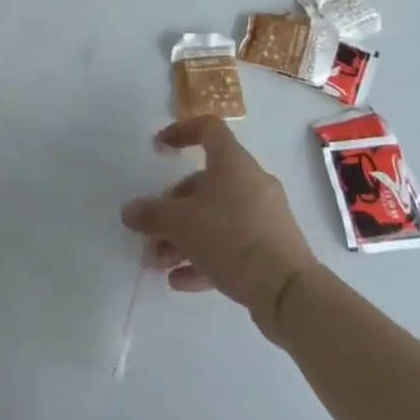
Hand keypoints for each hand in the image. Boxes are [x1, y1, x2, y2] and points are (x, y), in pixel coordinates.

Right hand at [121, 117, 317, 333]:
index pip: (208, 128)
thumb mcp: (182, 224)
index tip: (159, 149)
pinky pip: (232, 245)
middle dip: (174, 208)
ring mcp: (264, 216)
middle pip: (205, 183)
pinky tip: (181, 281)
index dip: (181, 132)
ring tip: (159, 263)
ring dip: (185, 237)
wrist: (289, 291)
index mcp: (232, 162)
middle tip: (152, 231)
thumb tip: (129, 212)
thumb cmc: (232, 238)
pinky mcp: (271, 249)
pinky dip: (205, 257)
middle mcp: (251, 182)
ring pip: (217, 217)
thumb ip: (152, 215)